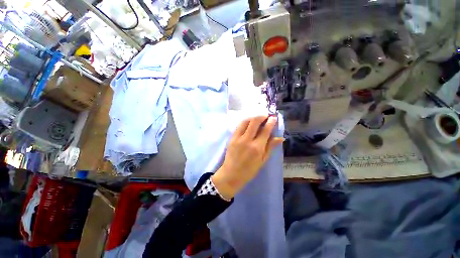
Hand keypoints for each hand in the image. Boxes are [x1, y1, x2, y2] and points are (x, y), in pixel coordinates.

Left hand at [211, 115, 282, 199]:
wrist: (231, 174)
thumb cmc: (249, 170)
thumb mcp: (263, 161)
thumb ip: (270, 147)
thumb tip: (280, 137)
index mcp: (257, 147)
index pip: (265, 130)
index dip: (271, 122)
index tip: (273, 118)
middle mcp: (247, 140)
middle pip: (254, 122)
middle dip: (262, 116)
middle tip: (266, 116)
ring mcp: (238, 138)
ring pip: (245, 121)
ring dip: (253, 117)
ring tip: (258, 118)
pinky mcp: (231, 138)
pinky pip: (239, 126)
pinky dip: (245, 122)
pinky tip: (249, 123)